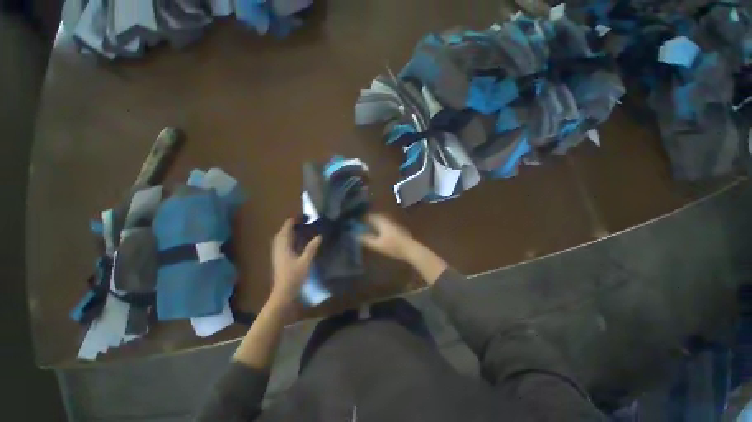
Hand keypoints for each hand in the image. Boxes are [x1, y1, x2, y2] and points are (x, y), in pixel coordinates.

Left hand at [270, 218, 320, 305]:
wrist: (283, 293)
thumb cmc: (294, 277)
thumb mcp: (305, 262)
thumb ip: (312, 248)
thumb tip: (319, 236)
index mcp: (283, 246)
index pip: (286, 229)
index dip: (293, 221)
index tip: (303, 217)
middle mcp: (278, 248)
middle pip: (282, 232)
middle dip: (290, 225)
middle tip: (302, 222)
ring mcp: (277, 254)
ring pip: (280, 238)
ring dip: (288, 231)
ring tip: (299, 229)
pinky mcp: (278, 258)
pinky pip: (281, 244)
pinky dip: (287, 238)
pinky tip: (295, 242)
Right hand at [359, 214, 417, 261]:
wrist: (410, 249)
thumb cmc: (393, 247)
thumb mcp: (377, 244)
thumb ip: (366, 239)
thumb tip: (355, 235)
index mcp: (382, 221)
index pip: (369, 216)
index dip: (362, 217)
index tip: (355, 220)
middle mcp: (387, 219)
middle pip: (375, 216)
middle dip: (368, 219)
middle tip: (361, 223)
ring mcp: (393, 223)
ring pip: (381, 219)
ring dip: (374, 221)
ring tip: (368, 227)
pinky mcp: (397, 227)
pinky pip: (385, 223)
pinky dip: (380, 225)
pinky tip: (378, 231)